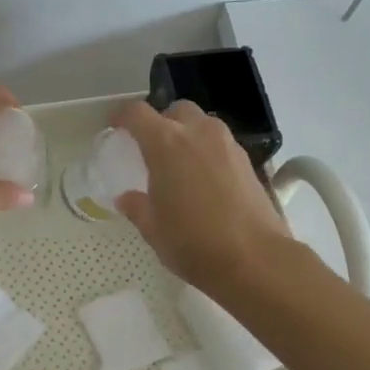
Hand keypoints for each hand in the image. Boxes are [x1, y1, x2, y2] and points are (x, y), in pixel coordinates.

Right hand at [113, 100, 289, 291]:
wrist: (254, 259)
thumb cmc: (192, 242)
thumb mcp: (153, 229)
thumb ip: (137, 207)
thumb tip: (127, 198)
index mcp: (165, 143)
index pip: (137, 113)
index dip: (122, 117)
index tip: (115, 128)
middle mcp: (198, 133)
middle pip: (175, 110)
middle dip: (161, 122)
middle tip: (152, 148)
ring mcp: (227, 144)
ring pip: (202, 124)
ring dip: (188, 134)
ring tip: (180, 163)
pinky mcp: (248, 161)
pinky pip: (221, 143)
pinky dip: (208, 151)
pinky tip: (204, 179)